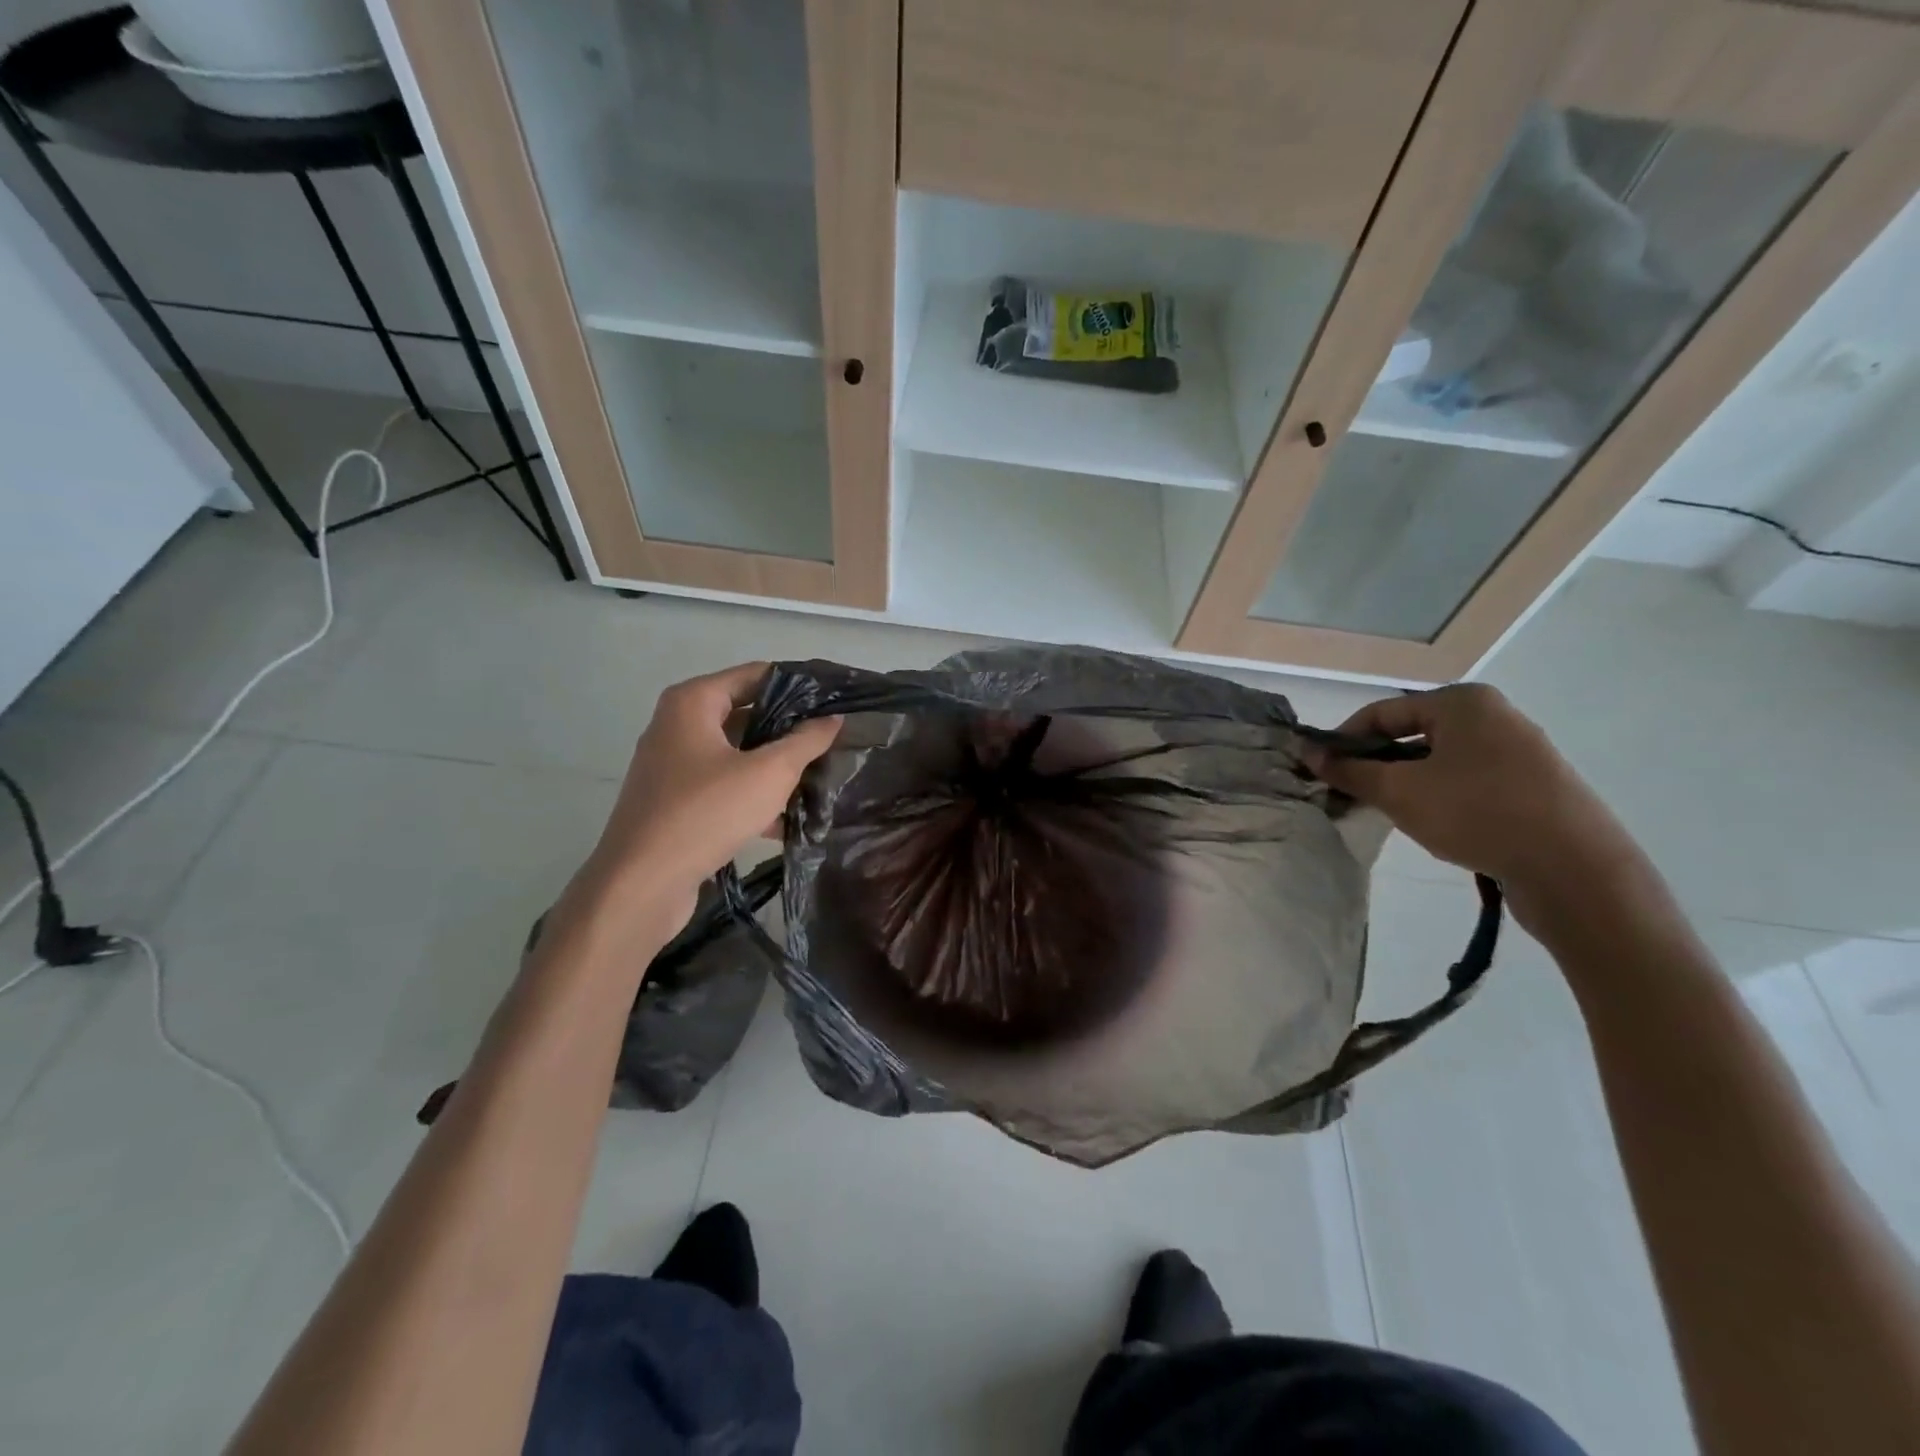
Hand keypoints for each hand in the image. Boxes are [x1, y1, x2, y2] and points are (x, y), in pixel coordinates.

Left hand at [568, 663, 838, 933]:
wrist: (641, 884)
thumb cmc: (706, 813)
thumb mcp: (769, 773)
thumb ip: (805, 741)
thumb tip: (832, 719)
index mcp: (693, 703)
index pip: (756, 675)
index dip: (798, 685)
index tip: (835, 700)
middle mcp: (678, 726)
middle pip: (746, 714)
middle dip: (789, 730)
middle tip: (833, 741)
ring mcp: (673, 766)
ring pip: (737, 755)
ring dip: (775, 767)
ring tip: (821, 779)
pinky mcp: (675, 802)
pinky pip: (724, 786)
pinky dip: (753, 796)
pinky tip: (790, 820)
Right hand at [1303, 685, 1643, 900]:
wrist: (1576, 870)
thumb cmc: (1477, 813)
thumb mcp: (1399, 791)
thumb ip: (1349, 770)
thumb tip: (1307, 752)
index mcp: (1462, 702)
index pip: (1381, 713)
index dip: (1343, 741)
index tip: (1318, 771)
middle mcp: (1493, 716)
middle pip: (1411, 735)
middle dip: (1375, 764)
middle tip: (1347, 795)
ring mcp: (1519, 751)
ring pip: (1438, 761)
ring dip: (1405, 783)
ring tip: (1385, 813)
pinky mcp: (1533, 785)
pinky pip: (1467, 780)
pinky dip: (1439, 796)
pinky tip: (1431, 825)